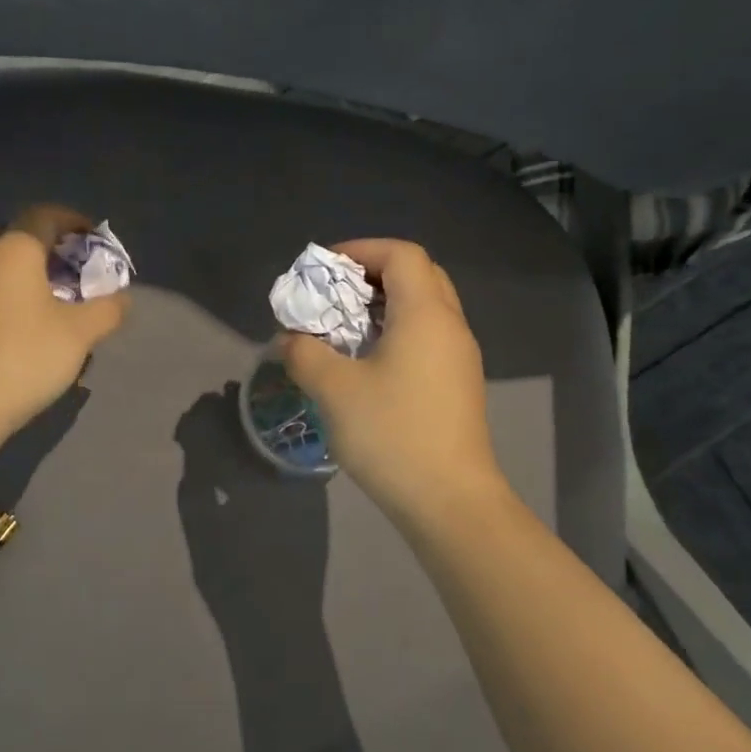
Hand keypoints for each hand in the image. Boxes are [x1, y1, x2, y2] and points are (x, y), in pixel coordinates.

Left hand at [0, 204, 130, 438]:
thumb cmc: (27, 354)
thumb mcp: (81, 333)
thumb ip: (108, 309)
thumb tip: (122, 299)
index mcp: (14, 248)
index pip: (45, 216)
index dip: (72, 221)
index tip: (93, 238)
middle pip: (17, 237)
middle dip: (46, 246)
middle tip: (71, 268)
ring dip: (24, 272)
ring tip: (50, 298)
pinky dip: (6, 293)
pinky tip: (22, 322)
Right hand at [277, 239, 511, 531]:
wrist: (450, 501)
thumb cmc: (392, 434)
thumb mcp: (334, 390)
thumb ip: (304, 353)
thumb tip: (290, 339)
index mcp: (426, 314)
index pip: (401, 254)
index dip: (361, 250)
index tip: (324, 269)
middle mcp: (450, 326)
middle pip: (418, 274)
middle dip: (373, 273)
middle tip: (336, 293)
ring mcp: (460, 357)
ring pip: (426, 307)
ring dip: (386, 305)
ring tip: (345, 326)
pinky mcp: (459, 385)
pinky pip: (429, 336)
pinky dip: (398, 331)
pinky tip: (368, 362)